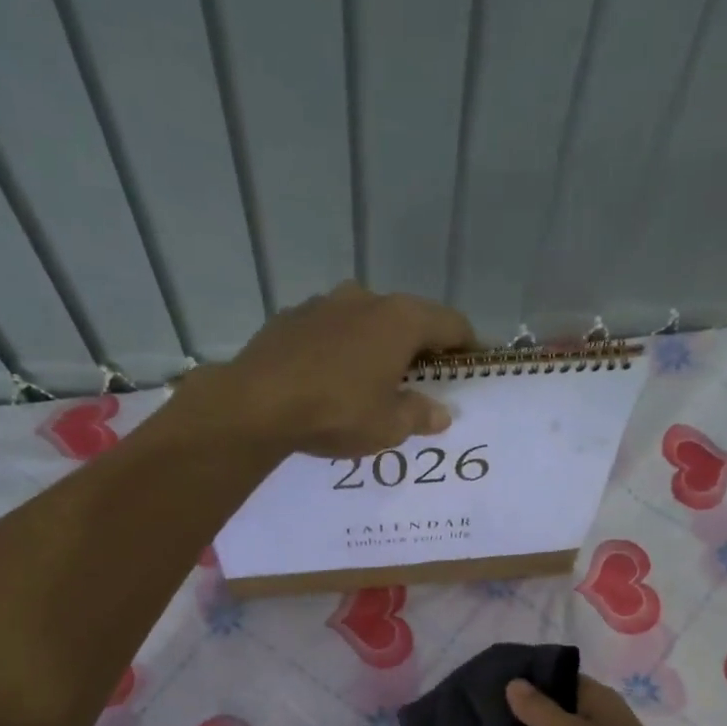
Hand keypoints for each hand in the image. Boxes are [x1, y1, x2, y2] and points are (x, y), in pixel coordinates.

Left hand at [181, 281, 473, 457]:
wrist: (255, 404)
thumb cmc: (336, 412)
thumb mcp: (388, 426)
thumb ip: (419, 415)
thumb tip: (440, 413)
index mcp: (400, 319)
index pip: (452, 324)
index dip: (467, 347)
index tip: (470, 369)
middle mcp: (366, 299)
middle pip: (408, 319)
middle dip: (419, 349)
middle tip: (422, 383)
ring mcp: (323, 303)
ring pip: (365, 322)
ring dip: (376, 347)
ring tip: (371, 382)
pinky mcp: (290, 318)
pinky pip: (329, 332)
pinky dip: (339, 350)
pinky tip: (329, 380)